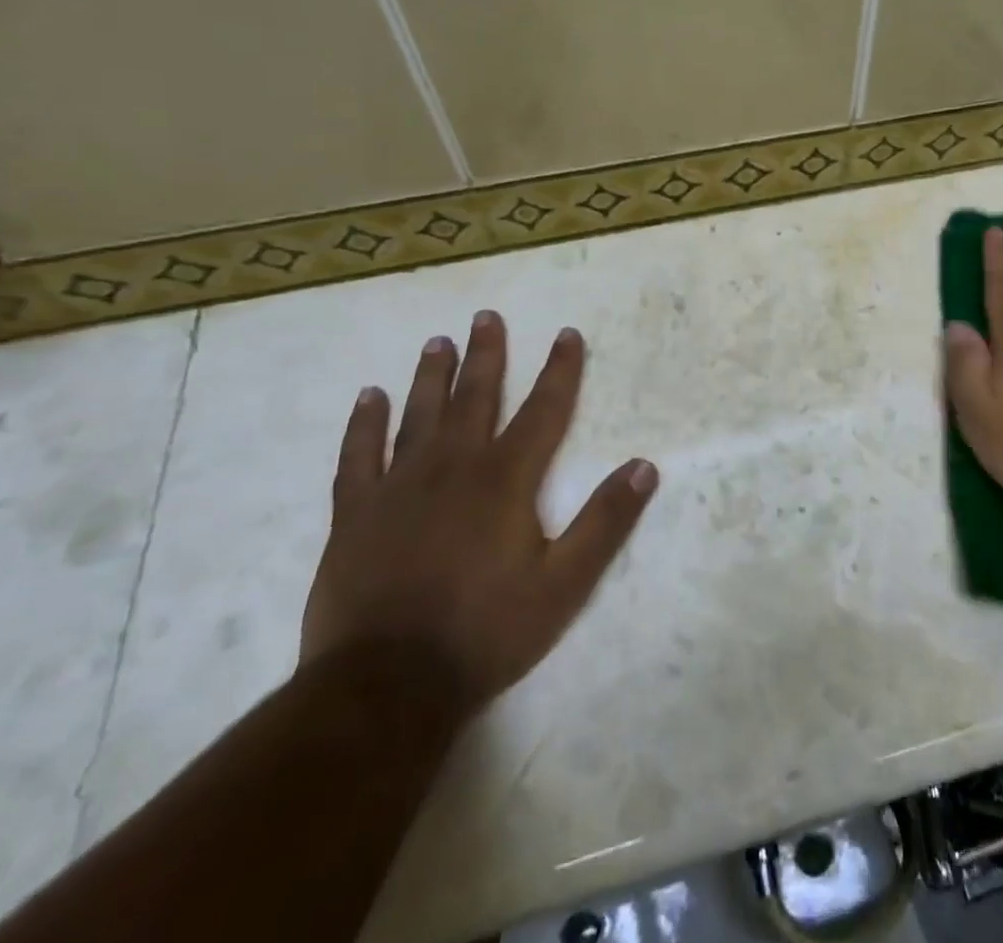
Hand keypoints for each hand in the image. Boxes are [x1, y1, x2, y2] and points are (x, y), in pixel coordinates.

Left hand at [299, 312, 656, 708]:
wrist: (386, 686)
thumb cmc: (486, 632)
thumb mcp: (564, 584)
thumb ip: (604, 521)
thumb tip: (645, 466)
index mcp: (506, 479)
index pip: (544, 410)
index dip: (560, 370)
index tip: (567, 334)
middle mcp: (455, 467)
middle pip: (476, 398)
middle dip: (487, 355)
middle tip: (486, 316)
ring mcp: (400, 487)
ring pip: (419, 415)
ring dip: (432, 376)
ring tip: (438, 342)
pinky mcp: (357, 514)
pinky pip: (360, 456)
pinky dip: (365, 424)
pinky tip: (369, 397)